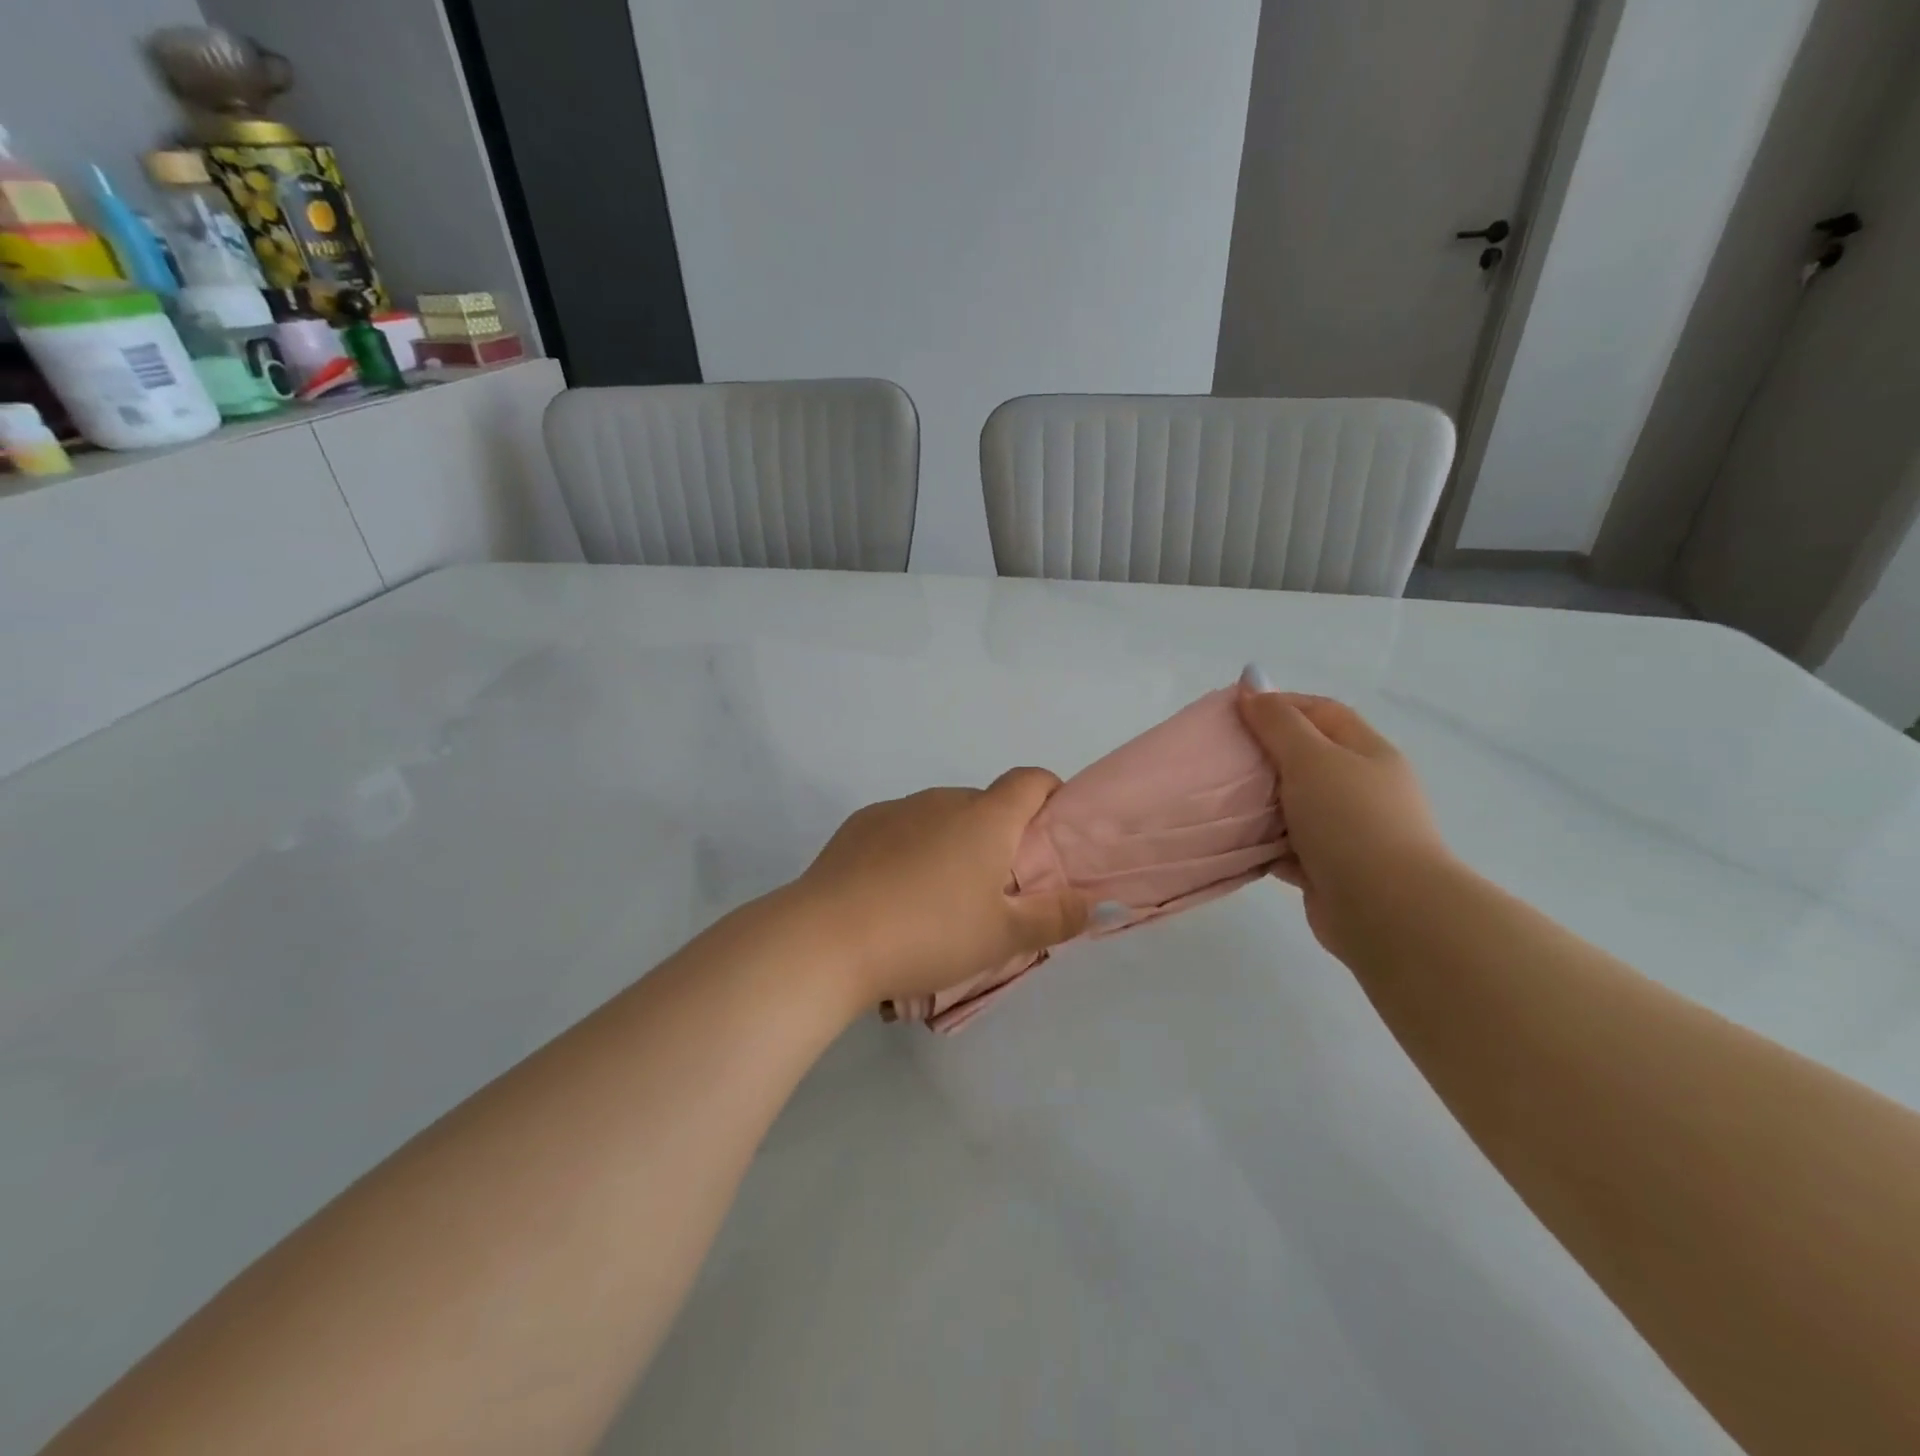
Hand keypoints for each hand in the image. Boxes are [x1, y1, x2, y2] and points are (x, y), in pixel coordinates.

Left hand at [791, 768, 1088, 1008]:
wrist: (826, 939)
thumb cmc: (929, 934)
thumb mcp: (1003, 937)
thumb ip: (1055, 916)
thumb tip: (1095, 900)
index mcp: (985, 818)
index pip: (1031, 780)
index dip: (1050, 797)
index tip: (1051, 835)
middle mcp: (943, 800)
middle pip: (986, 805)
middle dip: (1000, 837)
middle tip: (996, 891)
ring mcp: (897, 809)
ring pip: (942, 818)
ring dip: (953, 844)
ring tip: (939, 901)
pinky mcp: (859, 825)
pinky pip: (902, 829)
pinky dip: (912, 849)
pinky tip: (894, 894)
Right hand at [1236, 683, 1454, 961]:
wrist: (1388, 911)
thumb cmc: (1351, 820)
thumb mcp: (1311, 758)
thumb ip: (1278, 722)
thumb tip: (1252, 679)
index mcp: (1367, 753)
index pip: (1322, 712)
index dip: (1280, 705)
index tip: (1233, 712)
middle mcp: (1361, 788)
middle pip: (1306, 758)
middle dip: (1264, 755)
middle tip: (1220, 756)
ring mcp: (1348, 832)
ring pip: (1293, 806)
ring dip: (1260, 803)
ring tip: (1217, 798)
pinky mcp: (1329, 870)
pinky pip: (1287, 847)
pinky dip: (1263, 844)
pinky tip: (1232, 841)